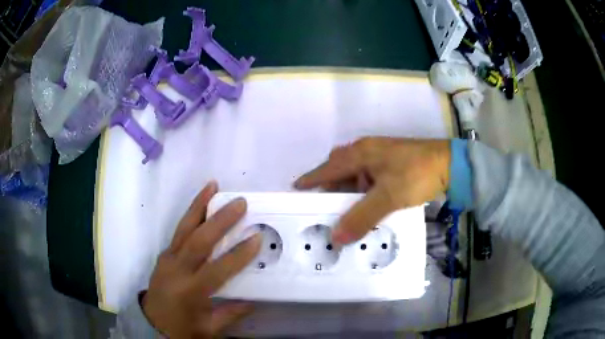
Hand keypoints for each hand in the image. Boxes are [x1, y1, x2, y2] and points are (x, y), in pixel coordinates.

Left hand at [141, 181, 261, 337]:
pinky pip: (179, 231)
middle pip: (199, 241)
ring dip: (199, 205)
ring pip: (184, 228)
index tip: (256, 237)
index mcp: (190, 291)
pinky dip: (190, 215)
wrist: (151, 322)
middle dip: (220, 220)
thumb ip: (231, 313)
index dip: (238, 254)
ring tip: (213, 186)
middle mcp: (177, 270)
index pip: (218, 270)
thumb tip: (253, 300)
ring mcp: (167, 258)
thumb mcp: (209, 328)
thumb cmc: (181, 328)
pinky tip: (200, 204)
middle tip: (239, 203)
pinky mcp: (164, 253)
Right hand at [295, 137, 449, 243]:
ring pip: (356, 176)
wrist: (450, 164)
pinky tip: (368, 205)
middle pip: (340, 170)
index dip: (312, 179)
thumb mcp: (388, 197)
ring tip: (346, 213)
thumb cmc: (416, 174)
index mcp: (361, 153)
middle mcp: (368, 152)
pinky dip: (365, 193)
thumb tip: (336, 238)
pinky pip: (370, 179)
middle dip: (331, 189)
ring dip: (349, 193)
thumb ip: (361, 218)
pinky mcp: (393, 165)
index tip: (296, 188)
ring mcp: (381, 157)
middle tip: (325, 209)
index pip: (329, 168)